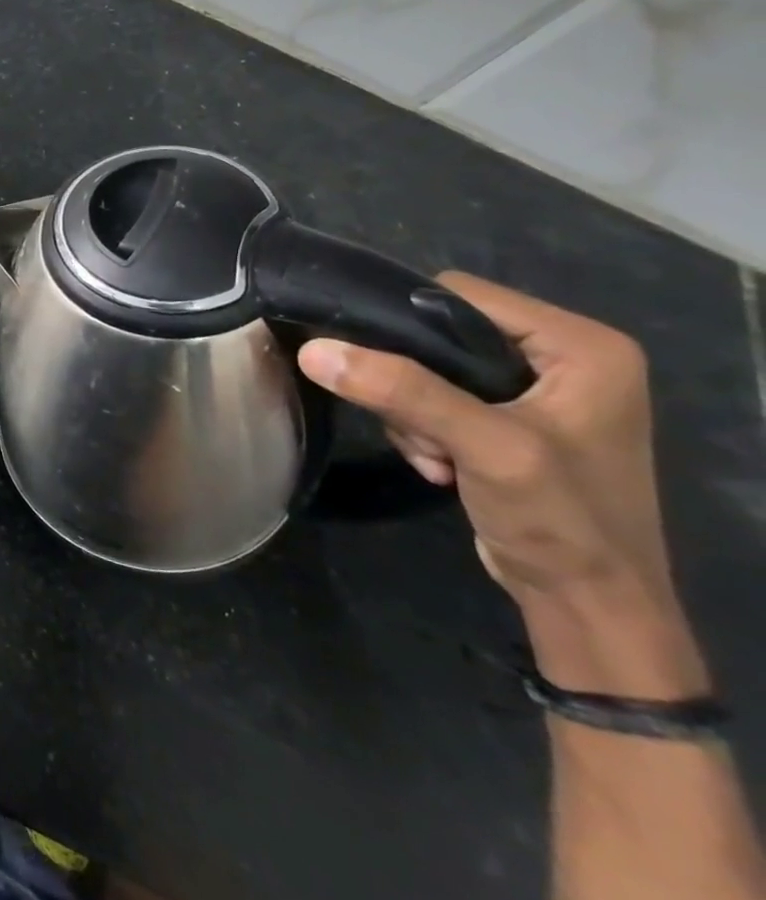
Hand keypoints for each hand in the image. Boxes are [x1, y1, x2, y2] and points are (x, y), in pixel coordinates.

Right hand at [297, 273, 705, 696]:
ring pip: (426, 368)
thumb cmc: (561, 519)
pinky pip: (435, 398)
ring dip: (411, 411)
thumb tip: (312, 349)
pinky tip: (440, 465)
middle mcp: (561, 357)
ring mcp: (535, 392)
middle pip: (439, 332)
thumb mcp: (485, 447)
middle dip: (409, 381)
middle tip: (413, 426)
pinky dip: (422, 429)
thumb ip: (403, 392)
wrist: (588, 605)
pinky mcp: (510, 421)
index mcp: (581, 345)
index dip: (405, 321)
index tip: (372, 363)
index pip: (459, 294)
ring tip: (433, 455)